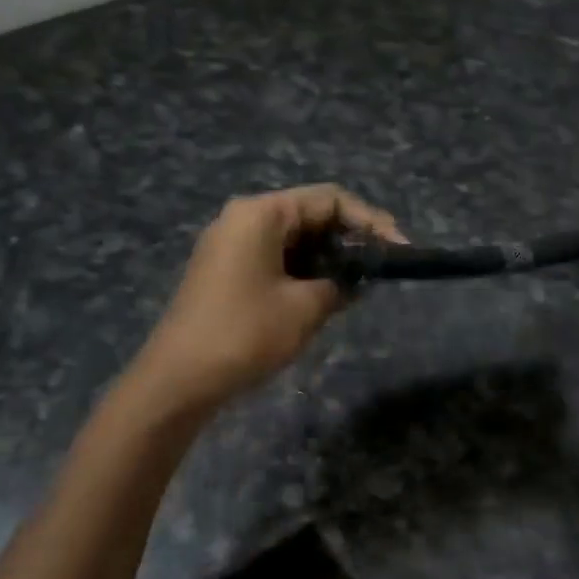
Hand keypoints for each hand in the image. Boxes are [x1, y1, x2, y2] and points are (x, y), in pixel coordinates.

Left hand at [134, 185, 403, 412]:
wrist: (178, 380)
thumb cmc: (244, 334)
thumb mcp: (305, 308)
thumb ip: (340, 284)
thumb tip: (355, 281)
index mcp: (261, 213)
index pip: (329, 199)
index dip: (370, 220)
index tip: (399, 249)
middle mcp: (243, 218)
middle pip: (310, 214)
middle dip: (349, 239)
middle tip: (381, 269)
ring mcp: (230, 244)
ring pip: (294, 238)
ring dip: (327, 258)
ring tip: (358, 286)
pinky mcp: (225, 270)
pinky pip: (275, 257)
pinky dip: (303, 270)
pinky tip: (325, 295)